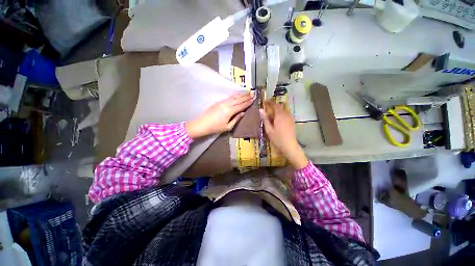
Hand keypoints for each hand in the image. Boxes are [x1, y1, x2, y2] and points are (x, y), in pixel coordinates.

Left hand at [186, 91, 253, 138]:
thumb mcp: (228, 126)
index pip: (241, 105)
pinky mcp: (218, 102)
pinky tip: (237, 94)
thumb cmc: (215, 128)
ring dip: (241, 94)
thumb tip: (243, 113)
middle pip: (238, 99)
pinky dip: (234, 95)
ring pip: (233, 97)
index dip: (248, 102)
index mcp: (230, 111)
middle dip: (246, 96)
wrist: (202, 124)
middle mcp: (226, 104)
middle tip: (253, 93)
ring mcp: (222, 102)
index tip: (254, 99)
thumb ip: (236, 119)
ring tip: (247, 92)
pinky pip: (229, 97)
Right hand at [260, 102, 307, 169]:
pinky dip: (282, 113)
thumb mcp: (269, 129)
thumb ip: (265, 119)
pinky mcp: (292, 122)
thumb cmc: (277, 138)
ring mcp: (291, 118)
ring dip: (278, 109)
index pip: (275, 104)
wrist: (289, 146)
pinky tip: (278, 119)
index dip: (270, 102)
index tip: (265, 101)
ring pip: (284, 110)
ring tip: (272, 113)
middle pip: (280, 106)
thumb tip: (260, 110)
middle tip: (268, 107)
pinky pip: (287, 114)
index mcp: (280, 115)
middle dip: (274, 105)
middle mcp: (286, 114)